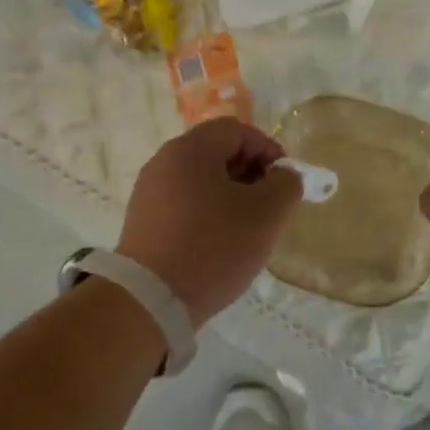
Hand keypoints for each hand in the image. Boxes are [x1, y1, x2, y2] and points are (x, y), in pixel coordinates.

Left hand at [118, 118, 303, 324]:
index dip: (268, 149)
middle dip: (251, 176)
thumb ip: (286, 184)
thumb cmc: (214, 246)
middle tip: (270, 208)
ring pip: (201, 183)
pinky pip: (184, 207)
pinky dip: (207, 217)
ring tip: (247, 232)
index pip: (237, 130)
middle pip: (216, 154)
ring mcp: (148, 193)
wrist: (152, 298)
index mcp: (190, 149)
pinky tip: (218, 247)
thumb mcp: (267, 213)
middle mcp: (163, 162)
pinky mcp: (142, 223)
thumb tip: (283, 176)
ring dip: (230, 199)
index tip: (285, 183)